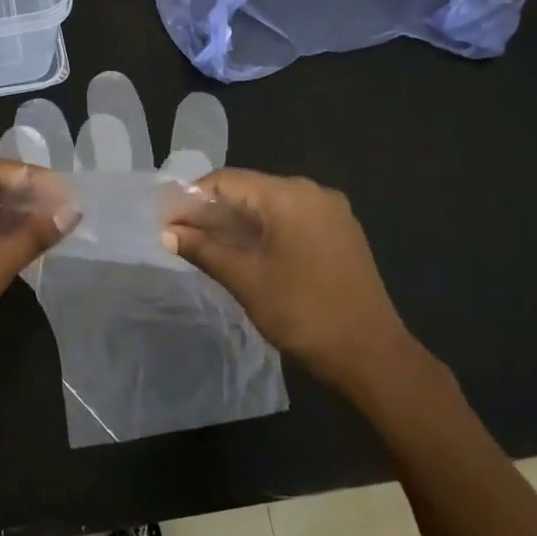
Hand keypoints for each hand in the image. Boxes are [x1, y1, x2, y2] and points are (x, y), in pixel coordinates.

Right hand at [163, 169, 431, 404]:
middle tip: (180, 233)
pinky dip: (263, 228)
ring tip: (205, 243)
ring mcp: (331, 212)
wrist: (371, 354)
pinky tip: (245, 250)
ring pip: (270, 204)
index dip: (190, 198)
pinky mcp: (340, 232)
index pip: (227, 180)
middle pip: (249, 188)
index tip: (165, 221)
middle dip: (211, 208)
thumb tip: (167, 232)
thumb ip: (203, 249)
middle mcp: (313, 192)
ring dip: (236, 219)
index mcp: (290, 196)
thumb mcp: (245, 279)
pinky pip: (291, 218)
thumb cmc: (303, 312)